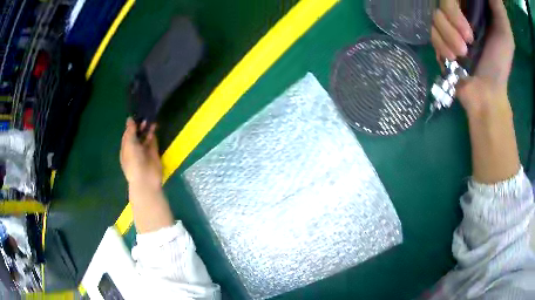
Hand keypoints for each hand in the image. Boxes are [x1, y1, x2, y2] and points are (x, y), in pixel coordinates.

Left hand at [120, 118, 161, 189]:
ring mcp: (144, 152)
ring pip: (145, 137)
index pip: (127, 135)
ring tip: (150, 119)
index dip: (130, 126)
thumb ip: (130, 131)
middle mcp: (134, 150)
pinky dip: (153, 134)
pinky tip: (154, 126)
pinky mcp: (153, 153)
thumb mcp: (129, 144)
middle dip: (139, 127)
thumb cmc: (133, 161)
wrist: (146, 178)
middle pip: (136, 135)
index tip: (136, 116)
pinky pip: (153, 141)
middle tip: (144, 116)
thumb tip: (129, 119)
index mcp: (125, 149)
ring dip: (147, 129)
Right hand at [431, 0, 514, 117]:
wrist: (486, 96)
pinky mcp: (440, 43)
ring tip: (460, 56)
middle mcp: (459, 17)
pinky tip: (451, 59)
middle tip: (466, 46)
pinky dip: (440, 46)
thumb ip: (499, 14)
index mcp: (473, 12)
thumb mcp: (505, 36)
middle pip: (441, 5)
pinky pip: (431, 34)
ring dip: (447, 38)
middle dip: (451, 24)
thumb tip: (496, 2)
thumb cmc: (499, 66)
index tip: (469, 30)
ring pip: (435, 19)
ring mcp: (448, 30)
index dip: (454, 7)